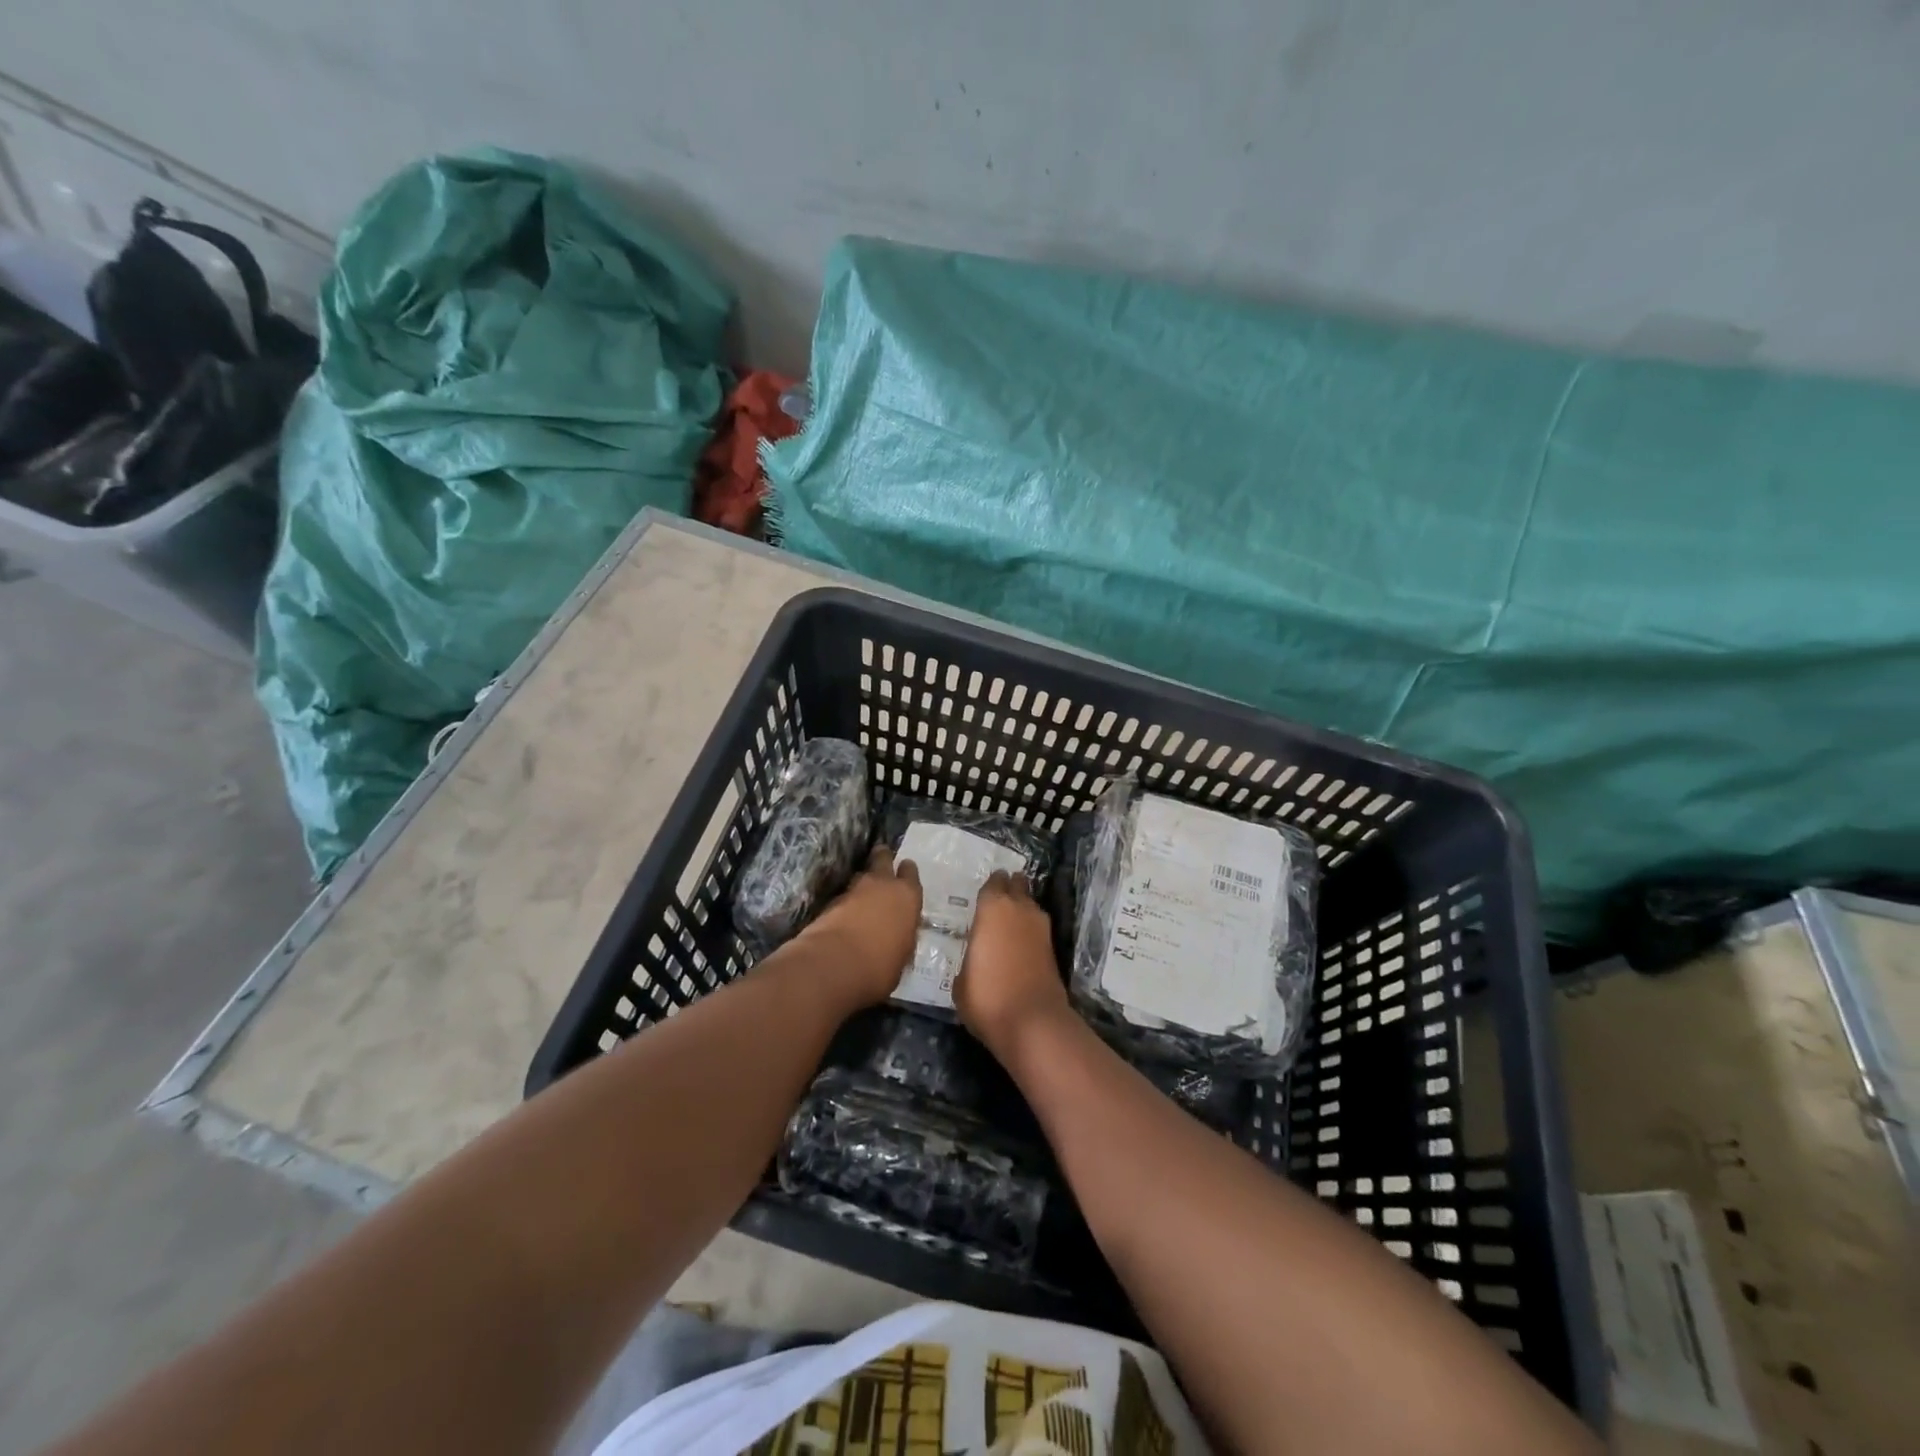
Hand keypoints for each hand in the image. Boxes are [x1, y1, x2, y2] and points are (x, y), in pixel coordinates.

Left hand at [795, 846, 922, 1005]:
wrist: (835, 964)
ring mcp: (854, 890)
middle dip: (882, 858)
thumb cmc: (880, 966)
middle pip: (882, 857)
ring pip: (860, 875)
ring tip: (863, 894)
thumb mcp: (902, 956)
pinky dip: (846, 902)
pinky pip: (844, 895)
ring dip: (863, 883)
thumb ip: (901, 938)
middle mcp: (882, 885)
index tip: (904, 872)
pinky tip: (846, 914)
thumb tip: (897, 938)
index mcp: (907, 896)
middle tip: (881, 863)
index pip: (910, 872)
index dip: (907, 872)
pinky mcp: (830, 901)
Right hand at [954, 870, 1072, 1059]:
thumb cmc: (986, 996)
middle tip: (998, 899)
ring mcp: (1041, 927)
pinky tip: (1020, 942)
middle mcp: (1019, 908)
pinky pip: (1038, 927)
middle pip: (1018, 884)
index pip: (994, 882)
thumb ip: (970, 956)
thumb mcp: (962, 978)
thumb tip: (976, 957)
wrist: (1032, 1021)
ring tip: (1008, 922)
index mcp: (992, 907)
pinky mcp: (1054, 947)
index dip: (990, 886)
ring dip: (1022, 908)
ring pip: (1031, 904)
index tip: (984, 893)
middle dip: (1010, 887)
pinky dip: (1030, 930)